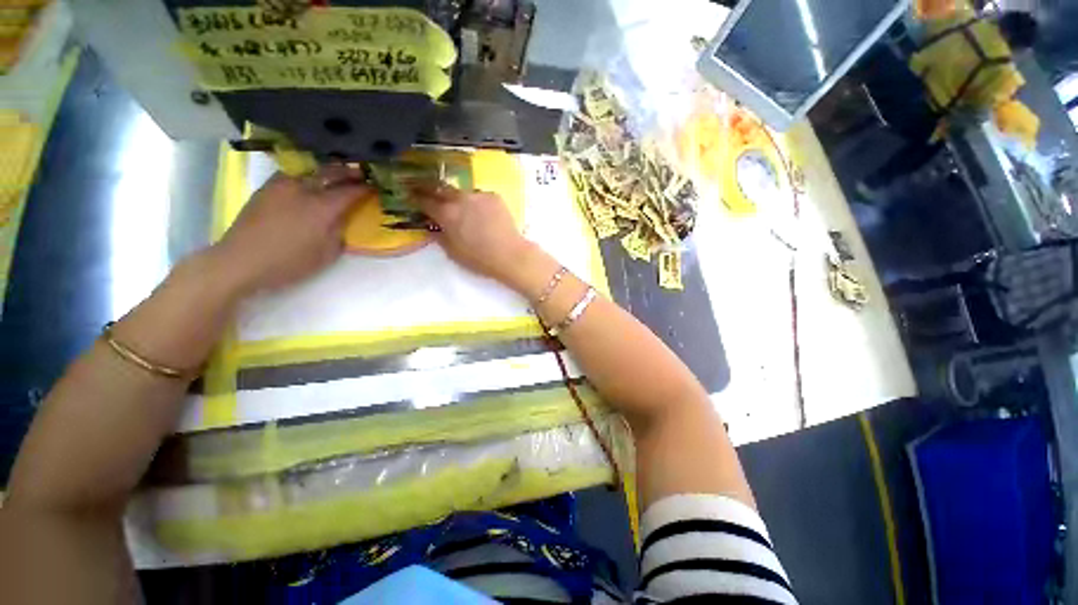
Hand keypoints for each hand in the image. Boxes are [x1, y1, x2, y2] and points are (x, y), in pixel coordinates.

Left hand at [212, 165, 373, 294]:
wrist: (241, 261)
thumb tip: (343, 217)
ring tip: (338, 174)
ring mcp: (281, 184)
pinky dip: (309, 174)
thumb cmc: (290, 263)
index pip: (351, 191)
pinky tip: (312, 181)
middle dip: (349, 172)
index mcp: (321, 207)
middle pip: (331, 171)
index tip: (377, 187)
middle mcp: (302, 189)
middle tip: (362, 174)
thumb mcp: (327, 253)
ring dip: (328, 170)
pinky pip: (294, 173)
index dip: (367, 188)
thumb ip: (339, 231)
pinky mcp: (267, 187)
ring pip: (311, 169)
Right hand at [410, 184, 535, 284]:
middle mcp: (460, 199)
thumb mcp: (452, 252)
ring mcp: (478, 195)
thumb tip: (433, 227)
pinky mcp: (494, 196)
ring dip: (457, 198)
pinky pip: (479, 197)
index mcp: (446, 213)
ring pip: (462, 192)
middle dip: (431, 189)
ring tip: (462, 209)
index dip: (415, 197)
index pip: (424, 200)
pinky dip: (476, 203)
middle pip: (440, 188)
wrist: (510, 255)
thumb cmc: (479, 259)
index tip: (410, 195)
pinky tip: (482, 215)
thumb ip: (439, 236)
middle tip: (427, 191)